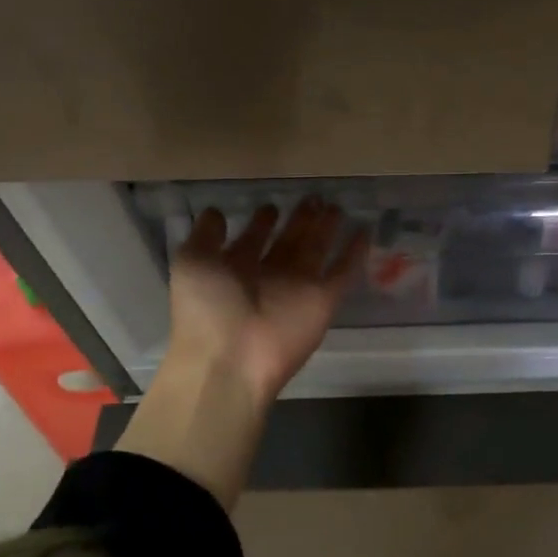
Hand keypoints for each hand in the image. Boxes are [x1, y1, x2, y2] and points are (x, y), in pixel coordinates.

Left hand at [168, 197, 367, 406]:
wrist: (232, 358)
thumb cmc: (206, 308)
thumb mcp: (192, 262)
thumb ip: (205, 235)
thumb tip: (217, 212)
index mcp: (236, 269)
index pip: (253, 239)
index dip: (262, 222)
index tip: (272, 205)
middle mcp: (268, 276)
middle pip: (289, 242)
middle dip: (300, 220)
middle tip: (315, 198)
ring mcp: (298, 288)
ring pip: (316, 251)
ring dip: (326, 230)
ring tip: (337, 206)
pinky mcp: (324, 300)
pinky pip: (343, 272)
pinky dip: (355, 253)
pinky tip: (365, 231)